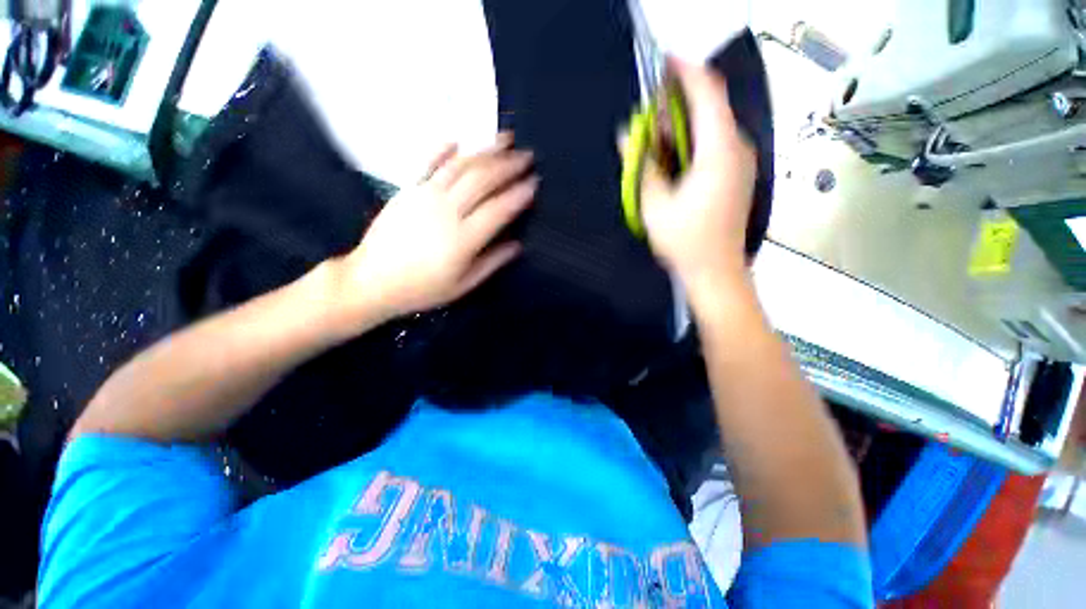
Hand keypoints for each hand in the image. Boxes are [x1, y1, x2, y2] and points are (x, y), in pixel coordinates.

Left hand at [334, 133, 536, 323]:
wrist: (372, 281)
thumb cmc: (422, 288)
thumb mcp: (463, 285)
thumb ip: (492, 263)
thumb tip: (517, 245)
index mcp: (464, 239)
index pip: (499, 209)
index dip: (519, 194)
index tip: (534, 182)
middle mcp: (447, 211)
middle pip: (482, 180)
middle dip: (508, 165)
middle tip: (527, 156)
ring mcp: (425, 196)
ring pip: (461, 166)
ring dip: (485, 150)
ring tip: (505, 139)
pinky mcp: (408, 190)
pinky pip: (429, 164)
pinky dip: (445, 150)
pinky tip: (459, 140)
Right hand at [633, 58, 756, 290]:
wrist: (715, 271)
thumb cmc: (685, 240)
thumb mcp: (655, 204)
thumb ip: (642, 165)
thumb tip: (627, 136)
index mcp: (719, 151)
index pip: (707, 93)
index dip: (685, 71)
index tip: (662, 62)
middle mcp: (737, 149)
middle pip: (710, 108)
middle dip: (678, 105)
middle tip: (648, 119)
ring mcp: (740, 162)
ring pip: (712, 127)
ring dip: (683, 126)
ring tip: (656, 142)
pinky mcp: (736, 175)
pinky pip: (714, 145)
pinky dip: (692, 142)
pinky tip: (673, 161)